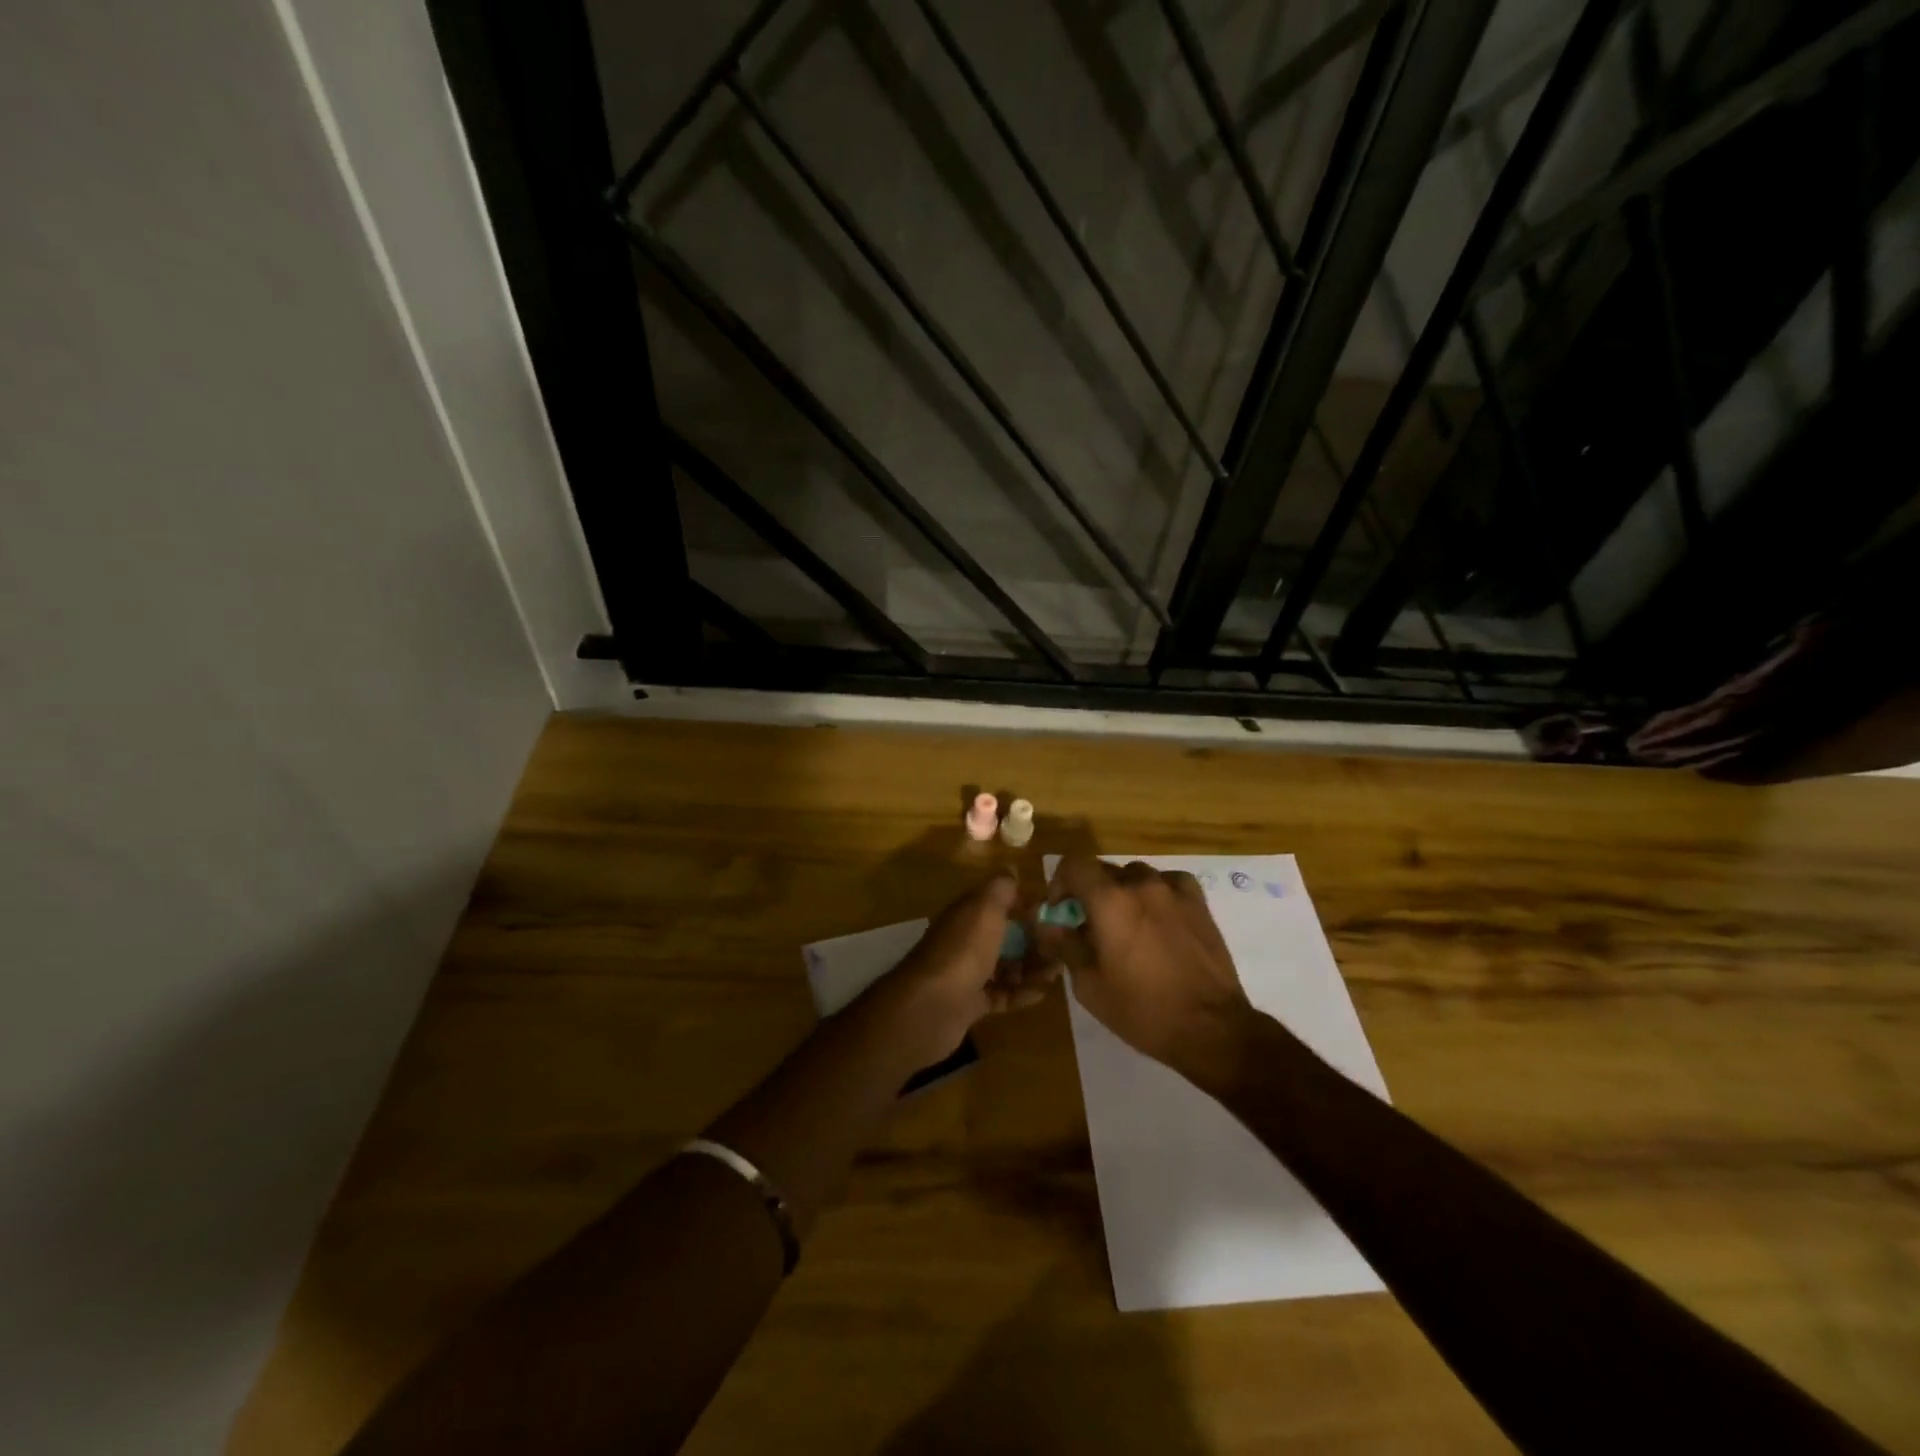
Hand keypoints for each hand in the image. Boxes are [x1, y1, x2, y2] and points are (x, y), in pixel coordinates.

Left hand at [872, 873, 1060, 1061]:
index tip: (1054, 911)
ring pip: (1006, 966)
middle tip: (1063, 947)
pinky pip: (1002, 994)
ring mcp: (967, 973)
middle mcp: (966, 940)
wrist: (932, 1006)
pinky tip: (1041, 993)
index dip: (1025, 904)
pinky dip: (1021, 992)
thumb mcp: (985, 908)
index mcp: (968, 914)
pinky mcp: (971, 1003)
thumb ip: (1001, 888)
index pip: (999, 903)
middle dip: (1034, 940)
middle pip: (1005, 936)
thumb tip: (1012, 869)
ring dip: (1032, 967)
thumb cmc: (963, 951)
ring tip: (1057, 972)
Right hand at [1034, 855, 1253, 1071]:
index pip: (1074, 864)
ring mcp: (1173, 890)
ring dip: (1123, 893)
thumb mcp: (1089, 986)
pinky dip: (1156, 893)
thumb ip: (1065, 945)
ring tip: (1127, 926)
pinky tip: (1159, 919)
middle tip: (1090, 927)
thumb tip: (1048, 924)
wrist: (1212, 1028)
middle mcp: (1140, 885)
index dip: (1060, 882)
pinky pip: (1168, 883)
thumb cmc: (1143, 1010)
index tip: (1061, 911)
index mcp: (1109, 901)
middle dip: (1090, 893)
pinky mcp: (1199, 903)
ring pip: (1136, 876)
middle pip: (1104, 871)